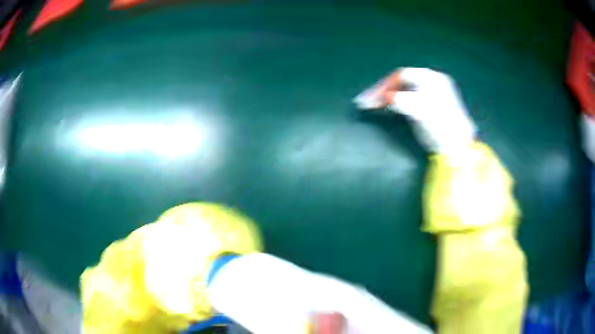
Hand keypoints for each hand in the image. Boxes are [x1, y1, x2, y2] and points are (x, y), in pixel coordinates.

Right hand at [355, 68, 475, 162]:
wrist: (458, 148)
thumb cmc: (441, 127)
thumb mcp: (421, 111)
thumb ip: (402, 101)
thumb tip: (385, 97)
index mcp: (432, 78)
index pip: (401, 75)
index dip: (384, 85)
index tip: (369, 99)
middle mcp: (432, 82)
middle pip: (401, 81)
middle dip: (383, 90)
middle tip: (367, 102)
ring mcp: (432, 94)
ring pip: (404, 89)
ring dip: (388, 95)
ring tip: (373, 104)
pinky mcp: (430, 106)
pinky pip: (408, 97)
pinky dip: (396, 101)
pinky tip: (389, 106)